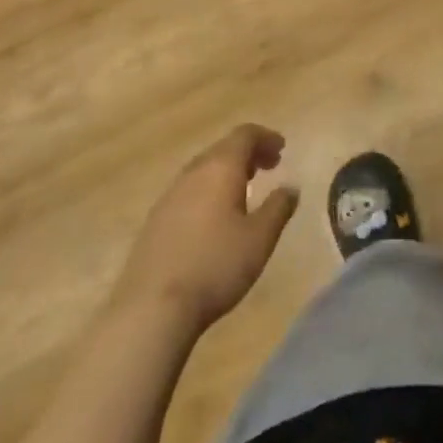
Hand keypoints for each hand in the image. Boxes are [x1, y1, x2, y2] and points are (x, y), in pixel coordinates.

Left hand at [113, 124, 299, 332]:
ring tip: (245, 189)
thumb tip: (290, 187)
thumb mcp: (259, 239)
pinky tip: (214, 216)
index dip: (265, 137)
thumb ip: (278, 208)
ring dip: (227, 171)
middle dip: (248, 153)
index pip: (244, 135)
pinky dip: (209, 189)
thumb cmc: (215, 265)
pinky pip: (189, 190)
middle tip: (270, 166)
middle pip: (223, 148)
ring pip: (204, 169)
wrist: (152, 307)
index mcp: (220, 168)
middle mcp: (193, 172)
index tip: (282, 148)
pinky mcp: (156, 219)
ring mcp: (170, 195)